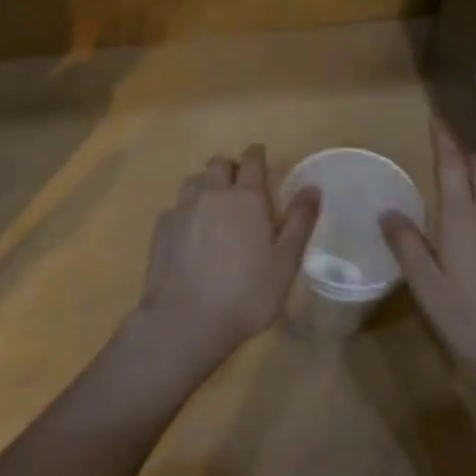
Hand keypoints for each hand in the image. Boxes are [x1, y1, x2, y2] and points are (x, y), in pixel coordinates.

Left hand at [137, 144, 320, 366]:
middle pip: (219, 164)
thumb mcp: (286, 262)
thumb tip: (313, 187)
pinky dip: (186, 211)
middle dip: (231, 168)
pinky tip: (190, 234)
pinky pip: (176, 207)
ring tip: (214, 207)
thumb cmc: (246, 293)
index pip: (252, 160)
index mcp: (247, 197)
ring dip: (206, 185)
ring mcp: (183, 209)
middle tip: (240, 188)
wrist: (185, 320)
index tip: (260, 157)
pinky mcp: (162, 228)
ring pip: (194, 181)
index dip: (257, 155)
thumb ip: (300, 221)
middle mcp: (213, 193)